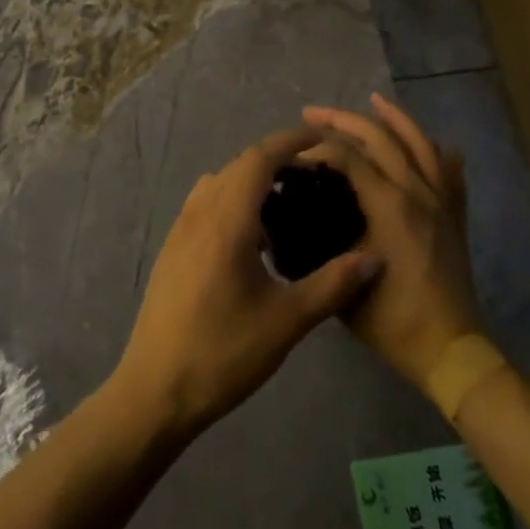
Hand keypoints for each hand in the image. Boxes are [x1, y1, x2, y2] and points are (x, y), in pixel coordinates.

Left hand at [109, 126, 384, 440]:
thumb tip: (374, 258)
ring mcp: (180, 230)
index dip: (290, 141)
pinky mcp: (172, 249)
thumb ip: (332, 285)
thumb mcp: (286, 322)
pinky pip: (205, 205)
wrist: (155, 390)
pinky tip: (253, 239)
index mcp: (226, 220)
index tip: (321, 138)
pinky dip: (232, 201)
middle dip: (276, 160)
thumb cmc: (222, 353)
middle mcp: (199, 213)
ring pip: (219, 184)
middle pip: (239, 166)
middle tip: (314, 176)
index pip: (259, 158)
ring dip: (252, 181)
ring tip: (287, 204)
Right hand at [302, 94, 483, 388]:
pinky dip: (438, 152)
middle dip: (343, 119)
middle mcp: (416, 192)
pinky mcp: (454, 216)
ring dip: (394, 118)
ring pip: (420, 143)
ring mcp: (440, 201)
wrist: (448, 349)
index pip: (348, 156)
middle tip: (312, 113)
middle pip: (380, 138)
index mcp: (389, 205)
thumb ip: (323, 240)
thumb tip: (301, 210)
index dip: (317, 148)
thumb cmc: (391, 318)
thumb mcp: (345, 278)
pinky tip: (433, 143)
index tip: (293, 153)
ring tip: (374, 100)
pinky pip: (450, 172)